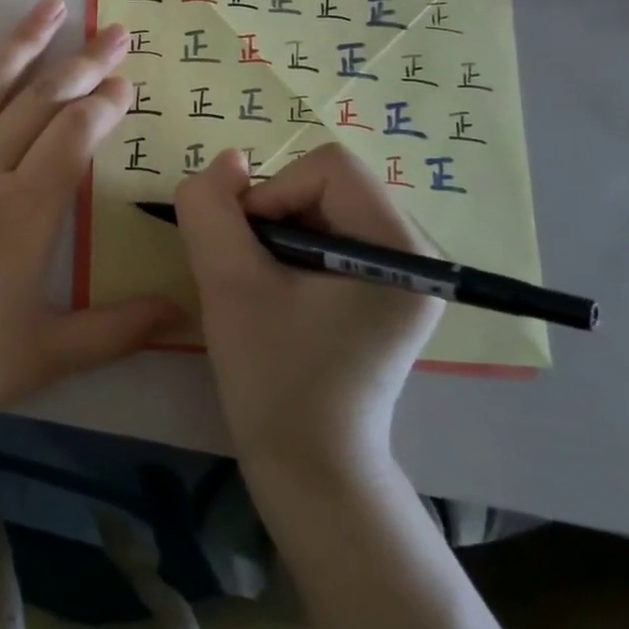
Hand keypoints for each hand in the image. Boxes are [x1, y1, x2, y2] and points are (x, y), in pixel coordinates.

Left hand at [0, 0, 182, 440]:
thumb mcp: (47, 356)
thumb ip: (118, 329)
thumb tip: (180, 308)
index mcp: (26, 211)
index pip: (75, 136)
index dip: (105, 103)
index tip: (124, 80)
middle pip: (40, 102)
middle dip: (82, 64)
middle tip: (112, 31)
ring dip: (21, 45)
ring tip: (49, 6)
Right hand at [175, 144, 441, 473]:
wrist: (309, 467)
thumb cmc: (274, 376)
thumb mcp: (228, 282)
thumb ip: (212, 208)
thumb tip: (227, 162)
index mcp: (400, 250)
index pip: (328, 167)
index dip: (272, 193)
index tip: (247, 250)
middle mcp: (417, 254)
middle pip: (327, 185)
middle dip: (273, 215)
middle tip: (249, 272)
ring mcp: (403, 277)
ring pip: (322, 208)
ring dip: (275, 234)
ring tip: (261, 288)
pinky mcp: (383, 295)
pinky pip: (328, 237)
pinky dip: (288, 251)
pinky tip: (276, 296)